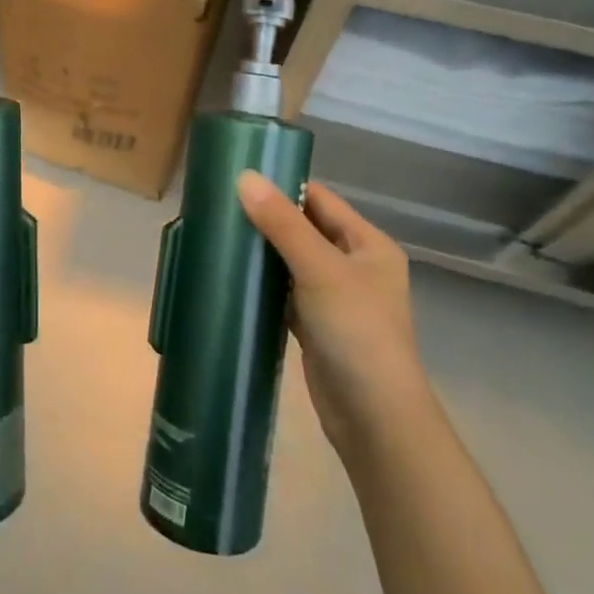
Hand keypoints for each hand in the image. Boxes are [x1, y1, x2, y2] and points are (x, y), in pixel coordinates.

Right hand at [238, 173, 423, 455]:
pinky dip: (263, 284)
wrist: (374, 417)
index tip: (238, 177)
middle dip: (267, 219)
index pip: (320, 200)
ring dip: (262, 252)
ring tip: (219, 234)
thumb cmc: (356, 331)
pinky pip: (285, 292)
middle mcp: (355, 266)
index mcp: (368, 244)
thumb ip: (282, 223)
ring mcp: (335, 298)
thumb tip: (244, 177)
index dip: (283, 186)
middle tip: (220, 206)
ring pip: (292, 262)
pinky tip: (233, 276)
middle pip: (305, 229)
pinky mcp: (316, 326)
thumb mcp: (319, 269)